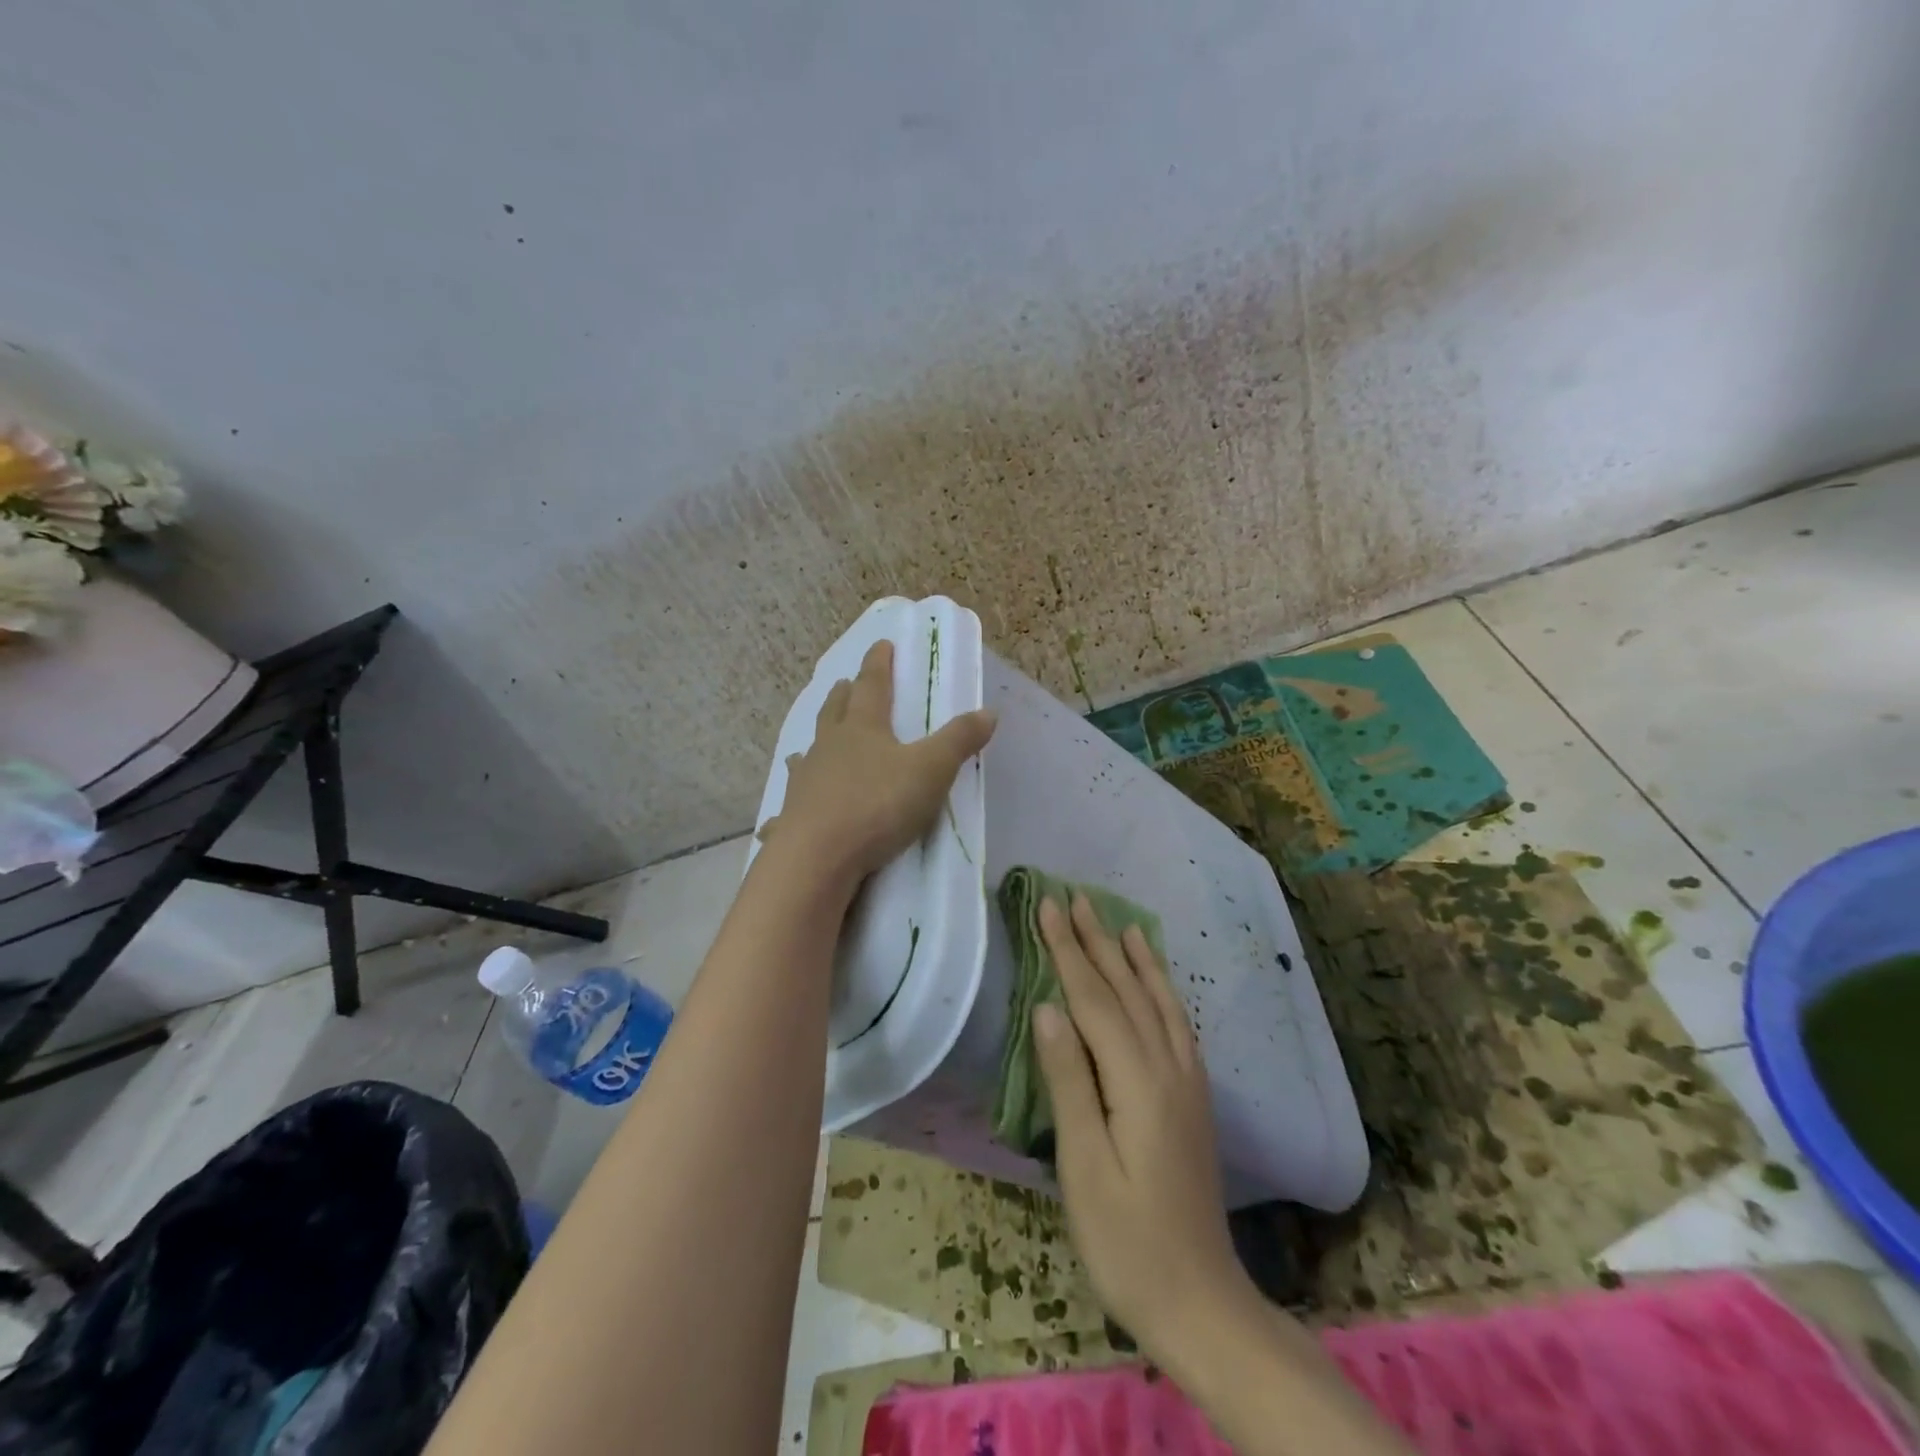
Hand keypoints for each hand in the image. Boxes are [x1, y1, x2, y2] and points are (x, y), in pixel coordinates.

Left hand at [766, 639, 995, 886]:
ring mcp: (806, 781)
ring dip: (815, 743)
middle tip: (843, 683)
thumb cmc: (878, 804)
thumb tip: (989, 711)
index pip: (873, 686)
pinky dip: (789, 804)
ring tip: (812, 742)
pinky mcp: (792, 817)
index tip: (881, 644)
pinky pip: (790, 805)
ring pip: (809, 752)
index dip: (879, 664)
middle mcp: (829, 747)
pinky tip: (779, 815)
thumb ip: (959, 740)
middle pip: (835, 713)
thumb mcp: (930, 770)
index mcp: (863, 729)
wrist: (818, 856)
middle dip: (843, 696)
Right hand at [1032, 895, 1250, 1361]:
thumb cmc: (1127, 1240)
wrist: (1202, 1301)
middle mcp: (1168, 1067)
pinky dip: (1164, 990)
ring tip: (1119, 923)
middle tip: (1075, 897)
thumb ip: (1068, 1080)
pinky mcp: (1195, 1097)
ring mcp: (1188, 1081)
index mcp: (1138, 1082)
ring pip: (1158, 1001)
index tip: (1048, 906)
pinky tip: (1156, 982)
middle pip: (1127, 990)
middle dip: (1097, 941)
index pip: (1095, 1000)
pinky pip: (1178, 1024)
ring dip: (1135, 959)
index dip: (1068, 951)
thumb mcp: (1083, 1165)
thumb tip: (1047, 1007)